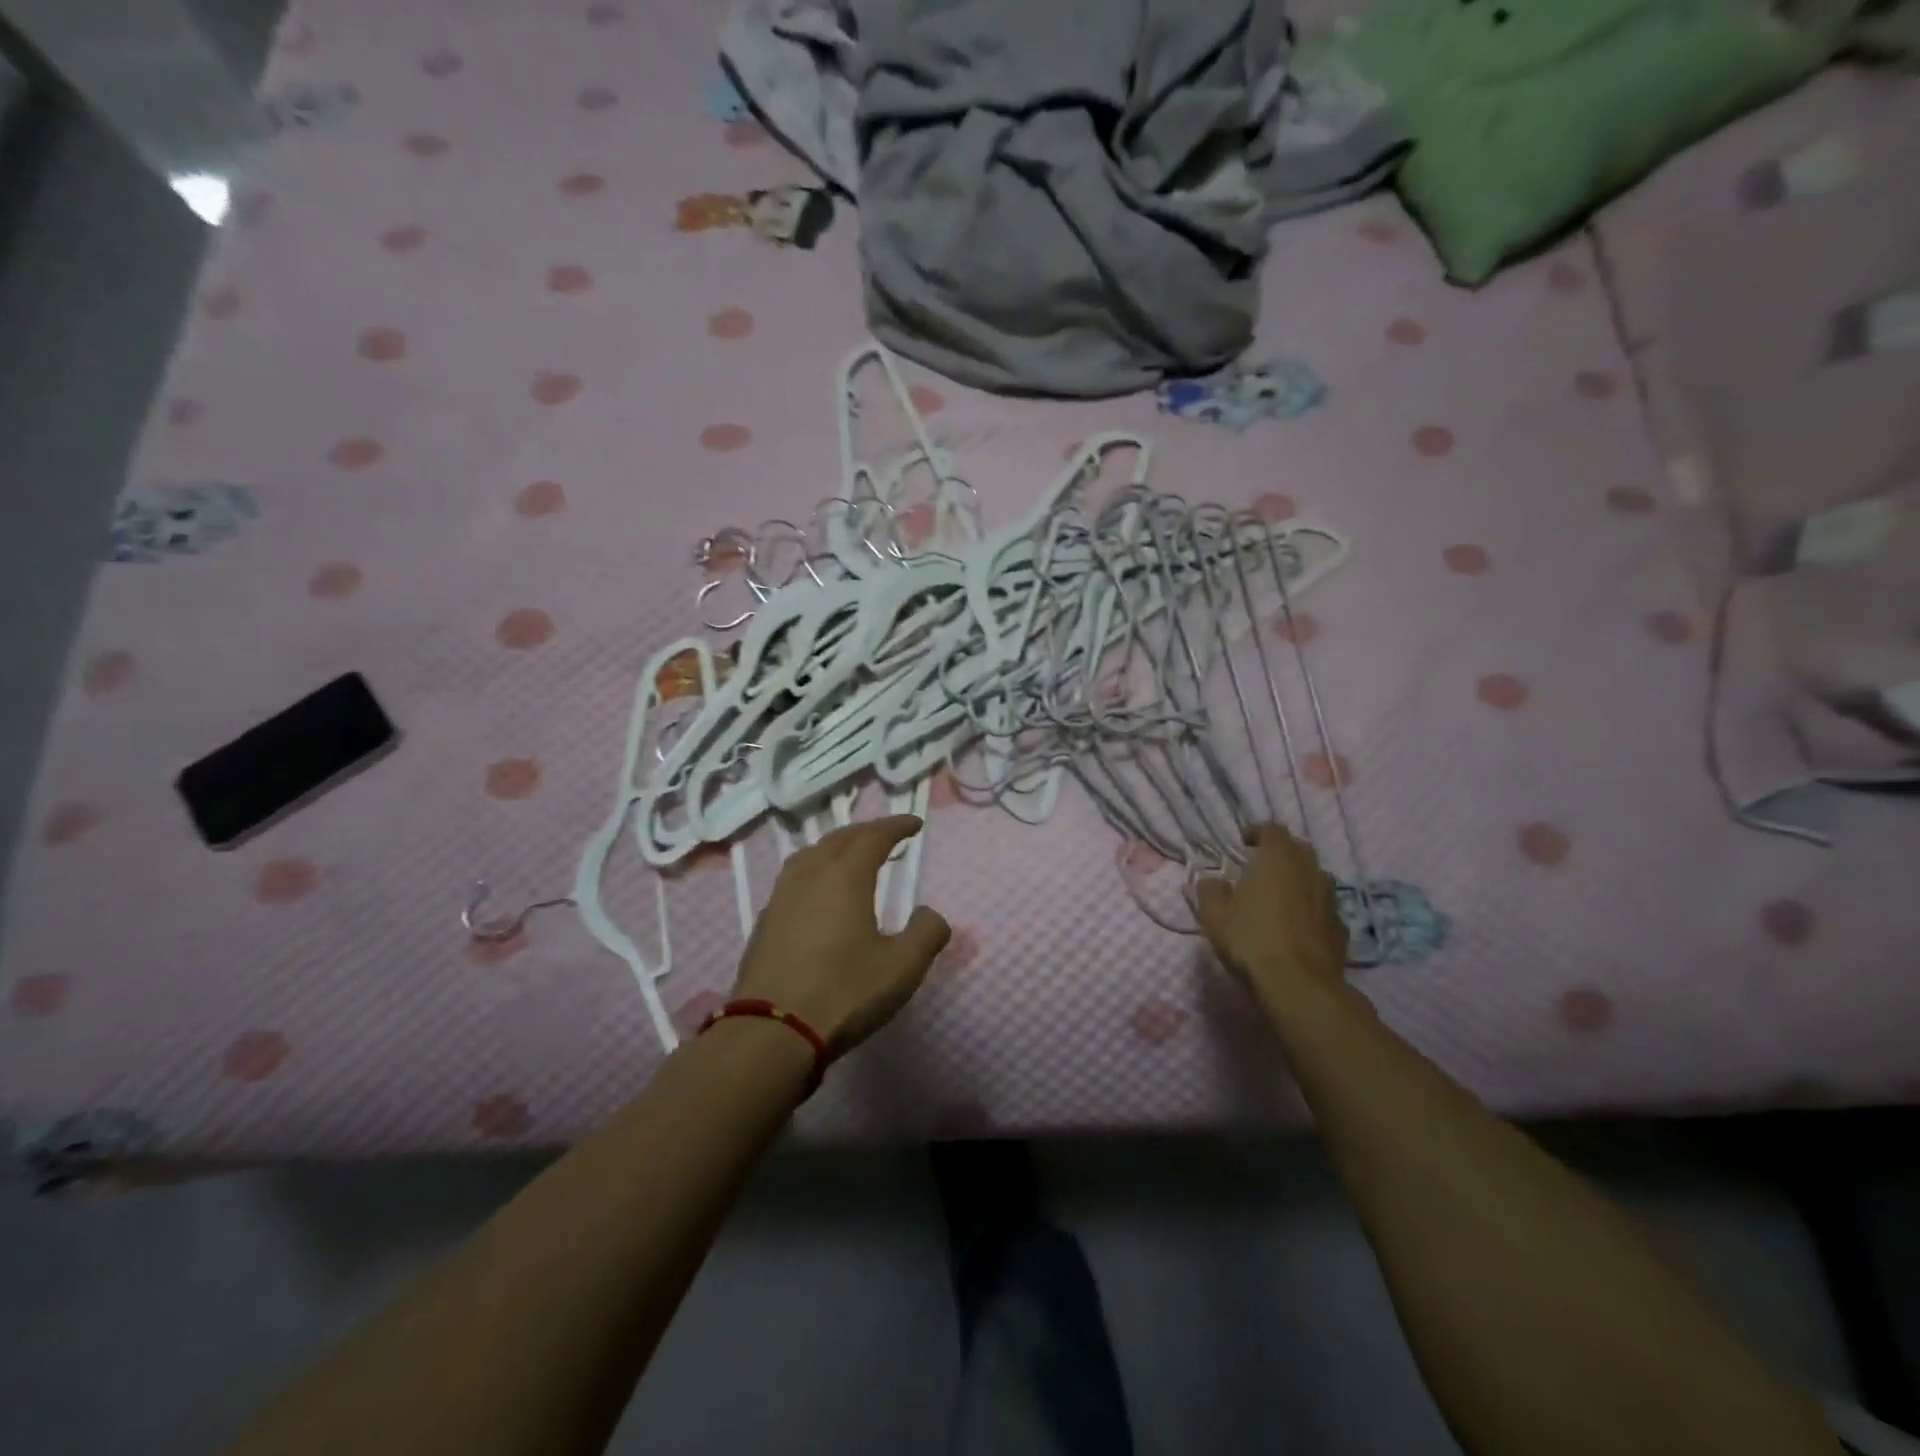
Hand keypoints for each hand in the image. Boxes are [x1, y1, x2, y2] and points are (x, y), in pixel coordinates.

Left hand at [733, 815, 950, 1056]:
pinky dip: (815, 870)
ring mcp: (781, 897)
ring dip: (836, 847)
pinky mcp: (765, 921)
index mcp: (845, 877)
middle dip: (866, 831)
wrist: (771, 1032)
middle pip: (839, 838)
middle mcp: (810, 876)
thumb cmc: (843, 993)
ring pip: (810, 854)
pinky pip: (794, 878)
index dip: (896, 826)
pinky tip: (818, 893)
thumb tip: (929, 914)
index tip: (914, 824)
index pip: (874, 836)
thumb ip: (926, 934)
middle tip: (887, 836)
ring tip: (851, 856)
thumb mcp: (902, 968)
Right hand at [1195, 823, 1347, 1009]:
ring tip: (1279, 896)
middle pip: (1298, 849)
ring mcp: (1330, 899)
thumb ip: (1210, 890)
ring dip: (1298, 879)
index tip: (1243, 843)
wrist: (1299, 986)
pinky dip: (1310, 907)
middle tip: (1260, 867)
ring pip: (1315, 877)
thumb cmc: (1252, 940)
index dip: (1256, 832)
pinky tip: (1296, 925)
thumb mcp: (1214, 915)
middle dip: (1280, 853)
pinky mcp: (1341, 927)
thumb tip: (1213, 882)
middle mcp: (1309, 870)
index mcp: (1278, 859)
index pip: (1272, 829)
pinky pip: (1323, 906)